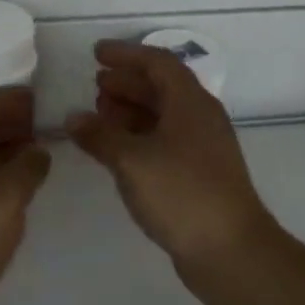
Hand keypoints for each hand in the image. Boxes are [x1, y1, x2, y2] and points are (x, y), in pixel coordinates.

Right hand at [67, 41, 274, 267]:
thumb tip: (74, 118)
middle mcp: (200, 118)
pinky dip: (138, 137)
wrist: (230, 249)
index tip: (96, 54)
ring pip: (163, 115)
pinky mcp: (198, 173)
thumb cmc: (181, 193)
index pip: (158, 62)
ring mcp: (202, 147)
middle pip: (162, 87)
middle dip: (127, 83)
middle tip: (95, 85)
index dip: (126, 55)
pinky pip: (164, 140)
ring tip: (99, 115)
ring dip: (131, 110)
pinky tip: (117, 150)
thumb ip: (100, 135)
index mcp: (190, 103)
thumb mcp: (132, 160)